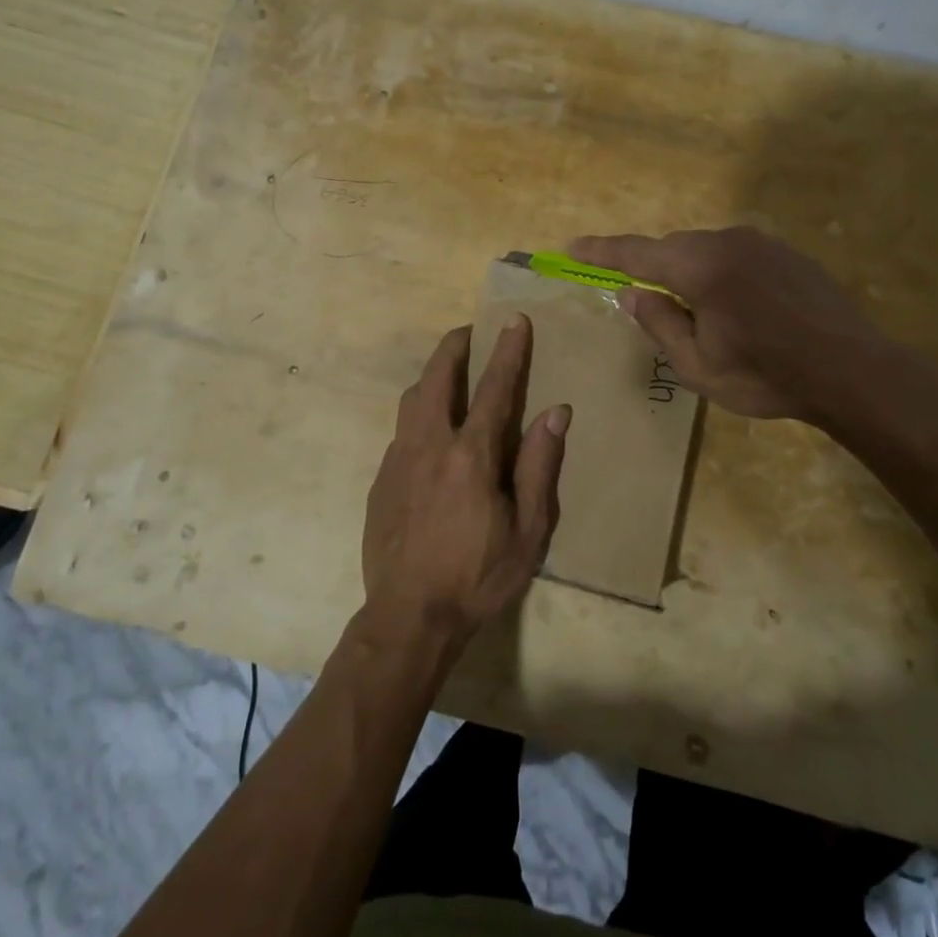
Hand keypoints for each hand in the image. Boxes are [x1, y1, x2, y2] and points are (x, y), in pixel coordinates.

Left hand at [362, 318, 569, 648]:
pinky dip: (418, 413)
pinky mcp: (381, 479)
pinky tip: (430, 431)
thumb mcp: (528, 531)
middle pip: (437, 378)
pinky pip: (401, 430)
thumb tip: (556, 411)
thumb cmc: (478, 576)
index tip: (514, 320)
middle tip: (468, 332)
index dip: (507, 351)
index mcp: (471, 455)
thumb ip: (540, 466)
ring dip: (431, 376)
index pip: (494, 388)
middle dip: (454, 347)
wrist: (409, 616)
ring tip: (449, 372)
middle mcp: (430, 445)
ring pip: (411, 399)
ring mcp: (398, 460)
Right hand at [571, 227, 888, 427]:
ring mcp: (761, 243)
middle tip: (642, 300)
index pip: (636, 253)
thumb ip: (659, 324)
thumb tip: (631, 293)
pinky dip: (718, 272)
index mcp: (700, 268)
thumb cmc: (767, 377)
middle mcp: (727, 242)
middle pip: (672, 248)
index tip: (572, 247)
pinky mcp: (785, 252)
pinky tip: (734, 306)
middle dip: (650, 267)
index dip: (601, 251)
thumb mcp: (698, 366)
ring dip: (687, 272)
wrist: (852, 370)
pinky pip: (734, 254)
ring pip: (704, 249)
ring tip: (696, 314)